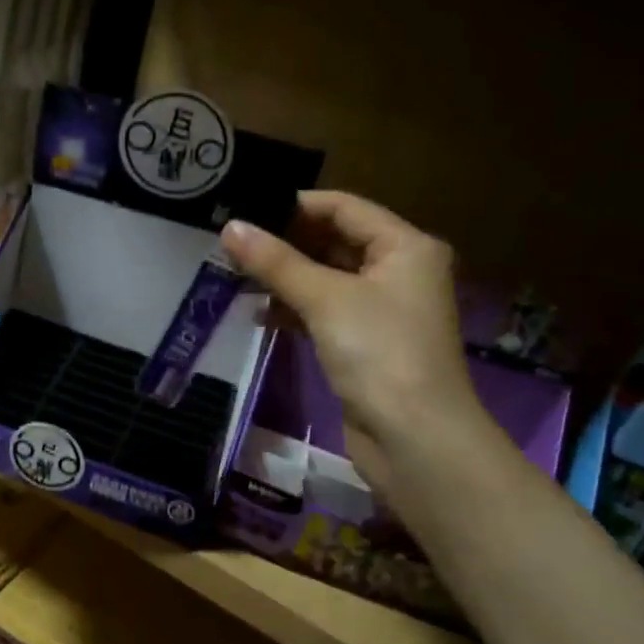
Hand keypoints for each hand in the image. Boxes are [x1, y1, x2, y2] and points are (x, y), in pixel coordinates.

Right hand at [222, 191, 484, 491]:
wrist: (413, 438)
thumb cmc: (378, 352)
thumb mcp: (325, 298)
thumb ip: (275, 262)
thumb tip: (230, 227)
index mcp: (405, 247)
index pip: (344, 208)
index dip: (295, 205)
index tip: (246, 210)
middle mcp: (399, 271)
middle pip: (335, 242)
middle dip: (285, 243)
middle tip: (232, 243)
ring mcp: (382, 310)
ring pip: (326, 279)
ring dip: (285, 278)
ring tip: (235, 275)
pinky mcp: (365, 343)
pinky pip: (324, 312)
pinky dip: (294, 309)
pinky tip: (258, 314)